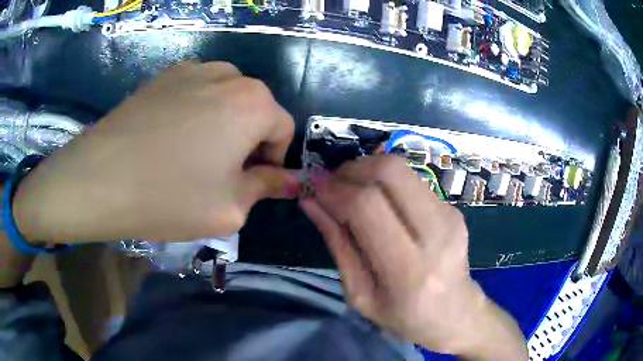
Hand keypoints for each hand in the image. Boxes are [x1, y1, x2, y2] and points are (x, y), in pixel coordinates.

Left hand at [13, 61, 296, 242]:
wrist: (100, 178)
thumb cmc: (170, 197)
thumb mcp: (230, 207)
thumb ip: (266, 187)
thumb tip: (289, 181)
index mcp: (253, 103)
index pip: (283, 128)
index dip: (273, 159)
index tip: (250, 182)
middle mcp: (229, 75)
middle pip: (255, 109)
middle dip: (247, 140)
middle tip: (220, 172)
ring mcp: (192, 69)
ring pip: (226, 97)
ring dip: (222, 123)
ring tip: (193, 153)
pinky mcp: (164, 75)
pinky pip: (196, 91)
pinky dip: (196, 111)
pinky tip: (170, 137)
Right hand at [300, 156, 526, 359]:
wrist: (455, 314)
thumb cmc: (404, 316)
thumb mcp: (360, 294)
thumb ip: (337, 244)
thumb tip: (311, 202)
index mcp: (409, 270)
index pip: (367, 206)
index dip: (335, 190)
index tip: (315, 189)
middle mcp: (436, 234)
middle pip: (390, 172)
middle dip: (352, 169)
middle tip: (332, 183)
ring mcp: (450, 216)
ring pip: (401, 169)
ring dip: (367, 170)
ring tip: (349, 189)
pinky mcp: (453, 207)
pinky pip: (411, 180)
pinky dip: (384, 181)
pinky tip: (376, 200)